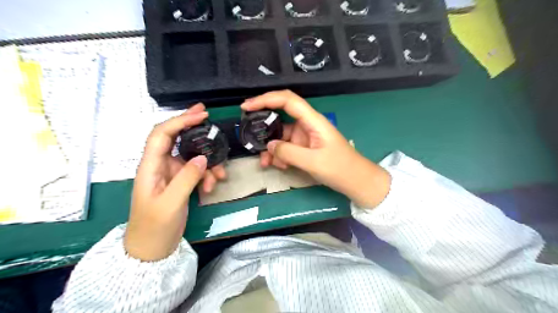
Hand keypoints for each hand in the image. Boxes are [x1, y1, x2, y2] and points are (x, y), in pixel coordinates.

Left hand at [124, 104, 226, 261]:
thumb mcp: (171, 203)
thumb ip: (186, 178)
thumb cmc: (154, 227)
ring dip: (208, 163)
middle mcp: (160, 165)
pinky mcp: (180, 182)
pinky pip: (196, 171)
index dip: (180, 121)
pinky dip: (207, 175)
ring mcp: (171, 174)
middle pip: (175, 138)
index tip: (201, 115)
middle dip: (191, 126)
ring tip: (219, 176)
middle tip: (207, 116)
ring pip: (191, 157)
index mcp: (150, 166)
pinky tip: (211, 187)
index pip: (162, 134)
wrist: (152, 249)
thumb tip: (203, 157)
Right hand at [241, 89, 391, 208]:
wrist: (356, 181)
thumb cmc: (340, 168)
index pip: (287, 100)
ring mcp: (305, 137)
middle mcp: (307, 125)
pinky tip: (279, 166)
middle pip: (280, 117)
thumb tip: (269, 146)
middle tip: (249, 136)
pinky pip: (286, 148)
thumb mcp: (313, 162)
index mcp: (313, 121)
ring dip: (271, 148)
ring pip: (280, 136)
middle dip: (264, 127)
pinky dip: (279, 155)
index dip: (266, 99)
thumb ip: (288, 153)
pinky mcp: (304, 148)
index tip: (247, 106)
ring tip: (265, 163)